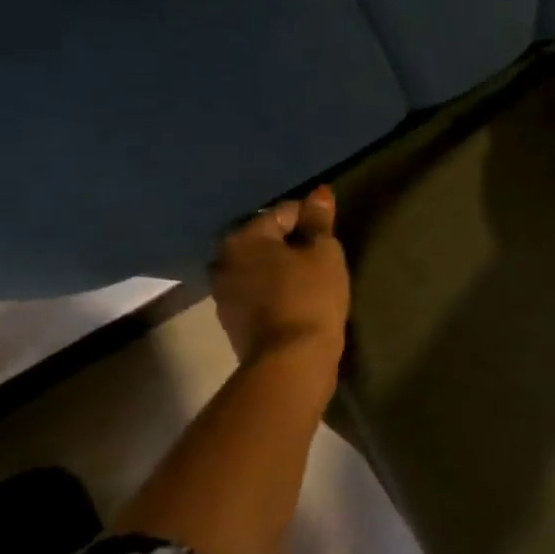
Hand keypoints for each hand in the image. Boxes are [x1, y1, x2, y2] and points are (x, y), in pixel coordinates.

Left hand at [211, 186, 349, 369]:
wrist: (290, 360)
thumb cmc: (311, 297)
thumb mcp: (324, 253)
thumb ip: (319, 221)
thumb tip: (319, 193)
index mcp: (244, 237)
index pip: (284, 213)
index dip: (312, 218)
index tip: (332, 233)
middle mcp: (223, 260)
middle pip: (265, 240)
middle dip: (290, 244)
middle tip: (321, 256)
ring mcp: (223, 293)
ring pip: (258, 269)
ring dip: (280, 269)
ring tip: (310, 279)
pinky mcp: (231, 321)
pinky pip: (257, 294)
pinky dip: (274, 292)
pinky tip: (296, 300)